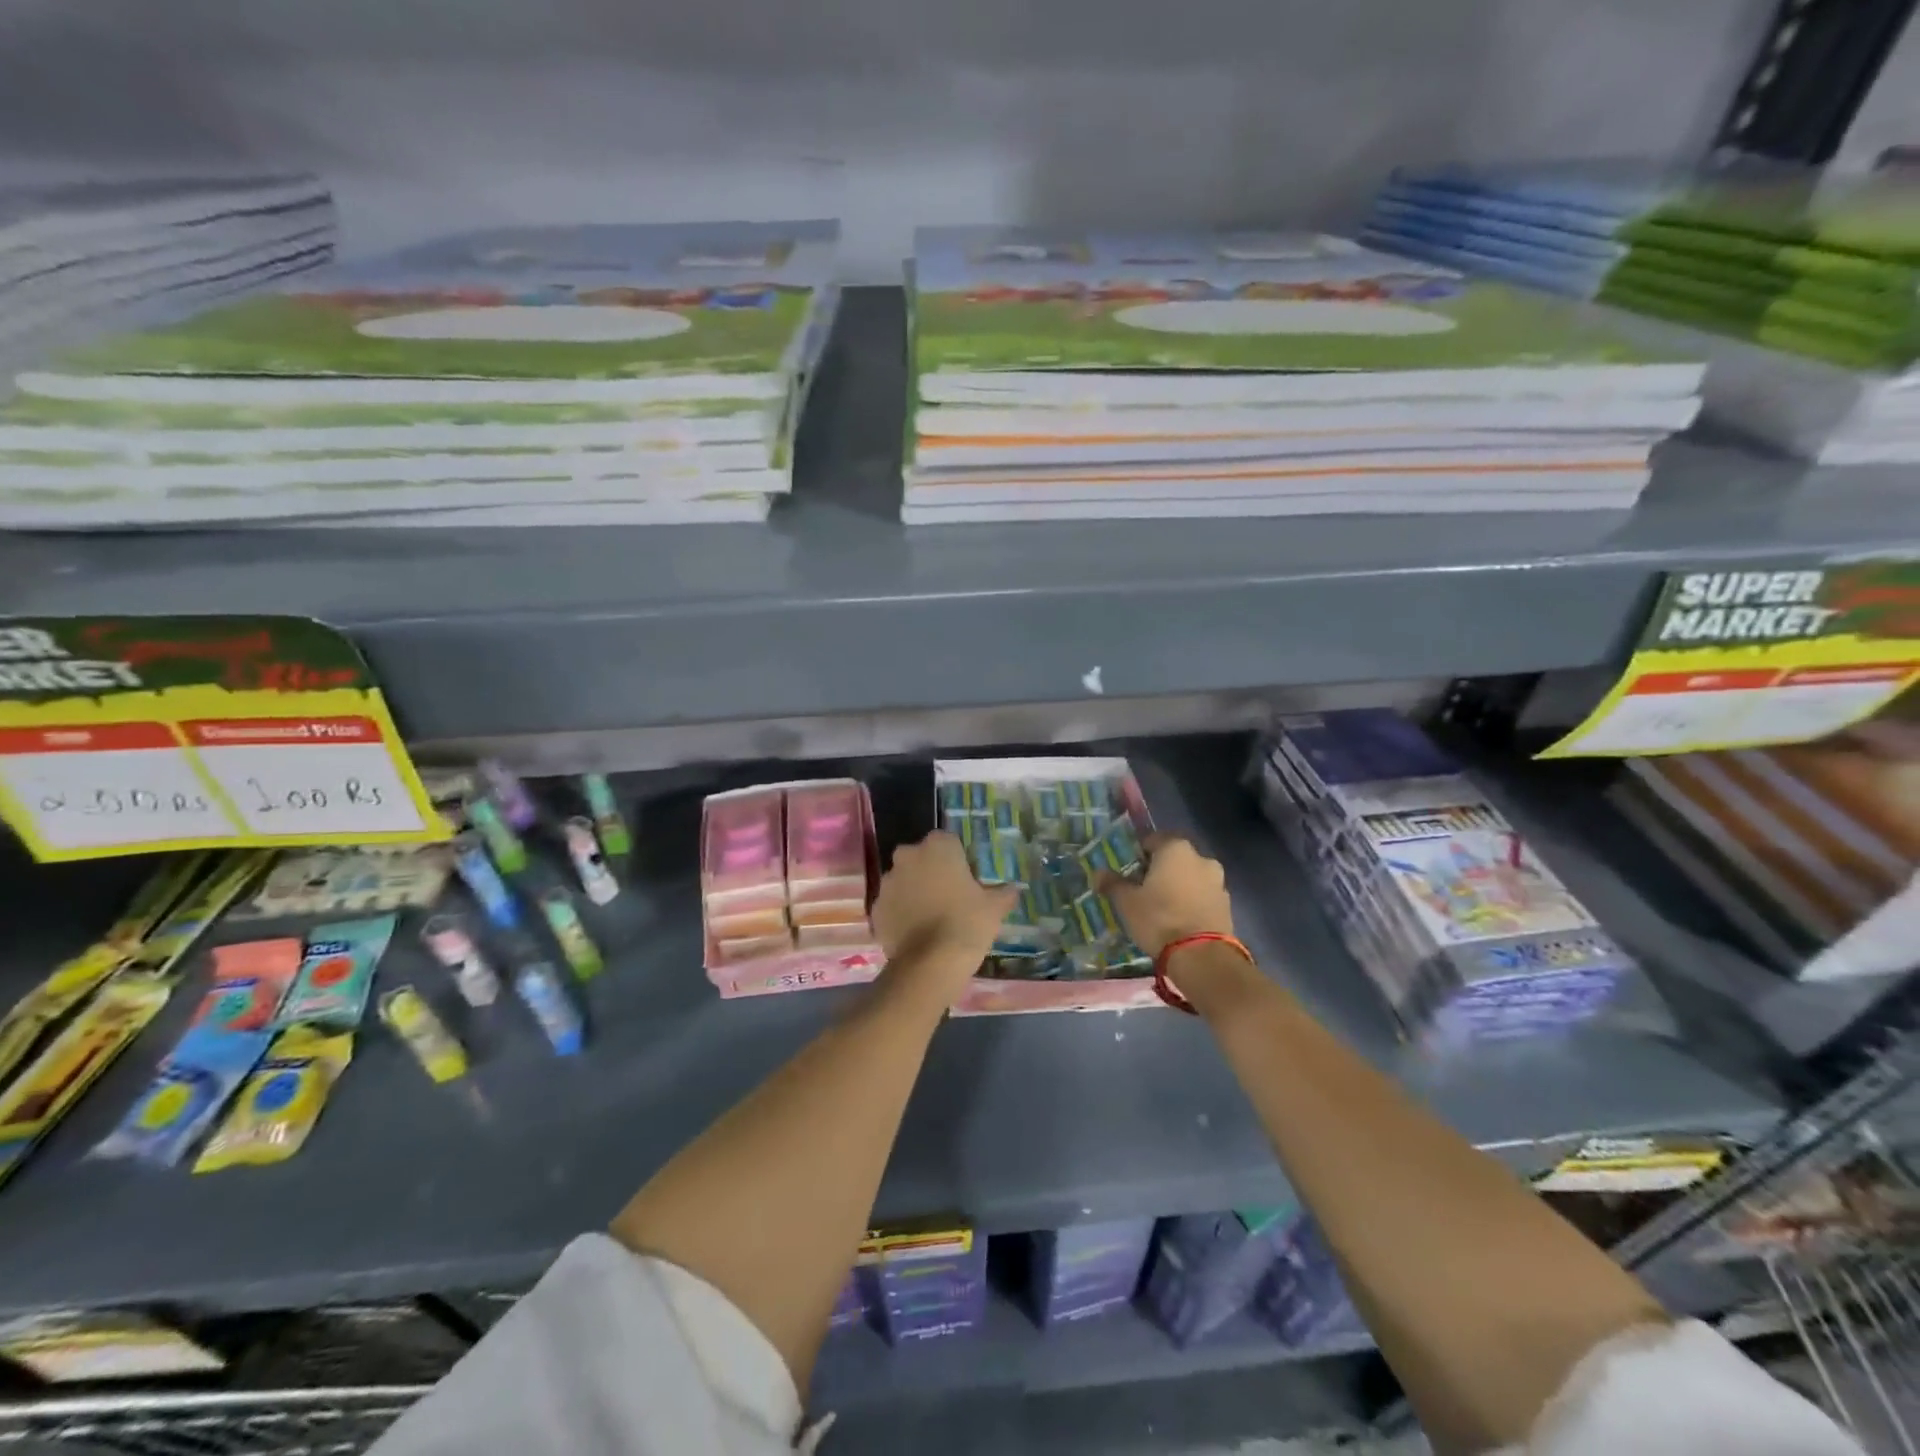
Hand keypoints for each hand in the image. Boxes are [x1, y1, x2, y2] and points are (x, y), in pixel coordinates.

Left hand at [871, 832, 1017, 1004]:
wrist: (930, 963)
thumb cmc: (967, 923)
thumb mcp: (995, 907)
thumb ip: (1004, 893)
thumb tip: (1012, 889)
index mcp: (938, 846)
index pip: (948, 841)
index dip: (958, 858)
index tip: (966, 878)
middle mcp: (908, 856)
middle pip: (921, 857)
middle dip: (932, 871)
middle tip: (949, 895)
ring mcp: (888, 882)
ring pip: (904, 880)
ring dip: (914, 891)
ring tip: (931, 916)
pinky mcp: (876, 907)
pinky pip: (892, 904)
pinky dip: (901, 913)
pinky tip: (915, 932)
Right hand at [1103, 834, 1234, 957]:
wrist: (1202, 957)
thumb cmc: (1159, 919)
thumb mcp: (1127, 902)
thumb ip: (1112, 884)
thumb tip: (1097, 873)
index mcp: (1176, 848)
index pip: (1152, 840)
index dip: (1138, 855)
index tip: (1129, 873)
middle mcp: (1201, 858)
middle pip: (1174, 859)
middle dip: (1159, 871)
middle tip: (1143, 891)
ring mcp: (1218, 882)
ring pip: (1190, 877)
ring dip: (1178, 887)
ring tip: (1162, 909)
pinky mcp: (1227, 905)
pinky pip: (1203, 896)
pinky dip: (1191, 902)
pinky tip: (1179, 921)